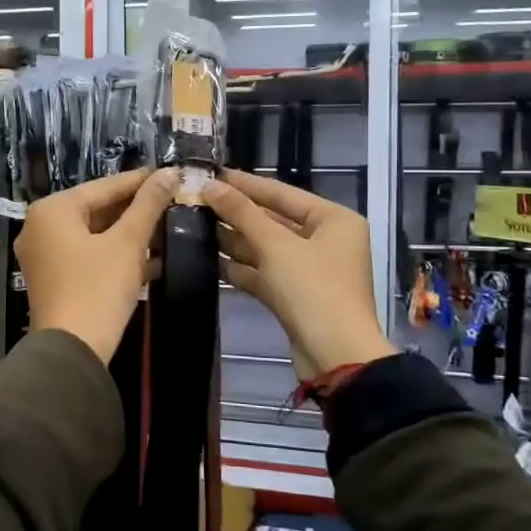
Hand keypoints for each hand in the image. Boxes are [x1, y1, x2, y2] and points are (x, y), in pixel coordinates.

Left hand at [17, 168, 177, 362]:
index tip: (171, 175)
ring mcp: (43, 255)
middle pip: (96, 209)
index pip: (104, 186)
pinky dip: (115, 255)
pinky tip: (152, 259)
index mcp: (52, 210)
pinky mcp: (53, 280)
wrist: (72, 351)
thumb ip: (148, 205)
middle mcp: (40, 227)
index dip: (141, 181)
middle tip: (172, 202)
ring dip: (129, 234)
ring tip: (167, 227)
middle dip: (135, 210)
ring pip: (93, 234)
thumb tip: (169, 172)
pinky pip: (87, 255)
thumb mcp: (128, 243)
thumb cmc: (98, 288)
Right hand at [202, 170, 394, 377]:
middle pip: (273, 219)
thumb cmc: (313, 290)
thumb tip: (210, 185)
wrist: (335, 357)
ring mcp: (311, 270)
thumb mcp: (275, 246)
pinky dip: (241, 267)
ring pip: (266, 247)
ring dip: (234, 239)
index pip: (282, 193)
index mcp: (334, 220)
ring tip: (194, 225)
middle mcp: (326, 240)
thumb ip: (242, 212)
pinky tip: (208, 259)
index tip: (212, 173)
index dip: (245, 183)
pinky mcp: (296, 295)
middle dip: (236, 213)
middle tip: (196, 199)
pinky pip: (264, 272)